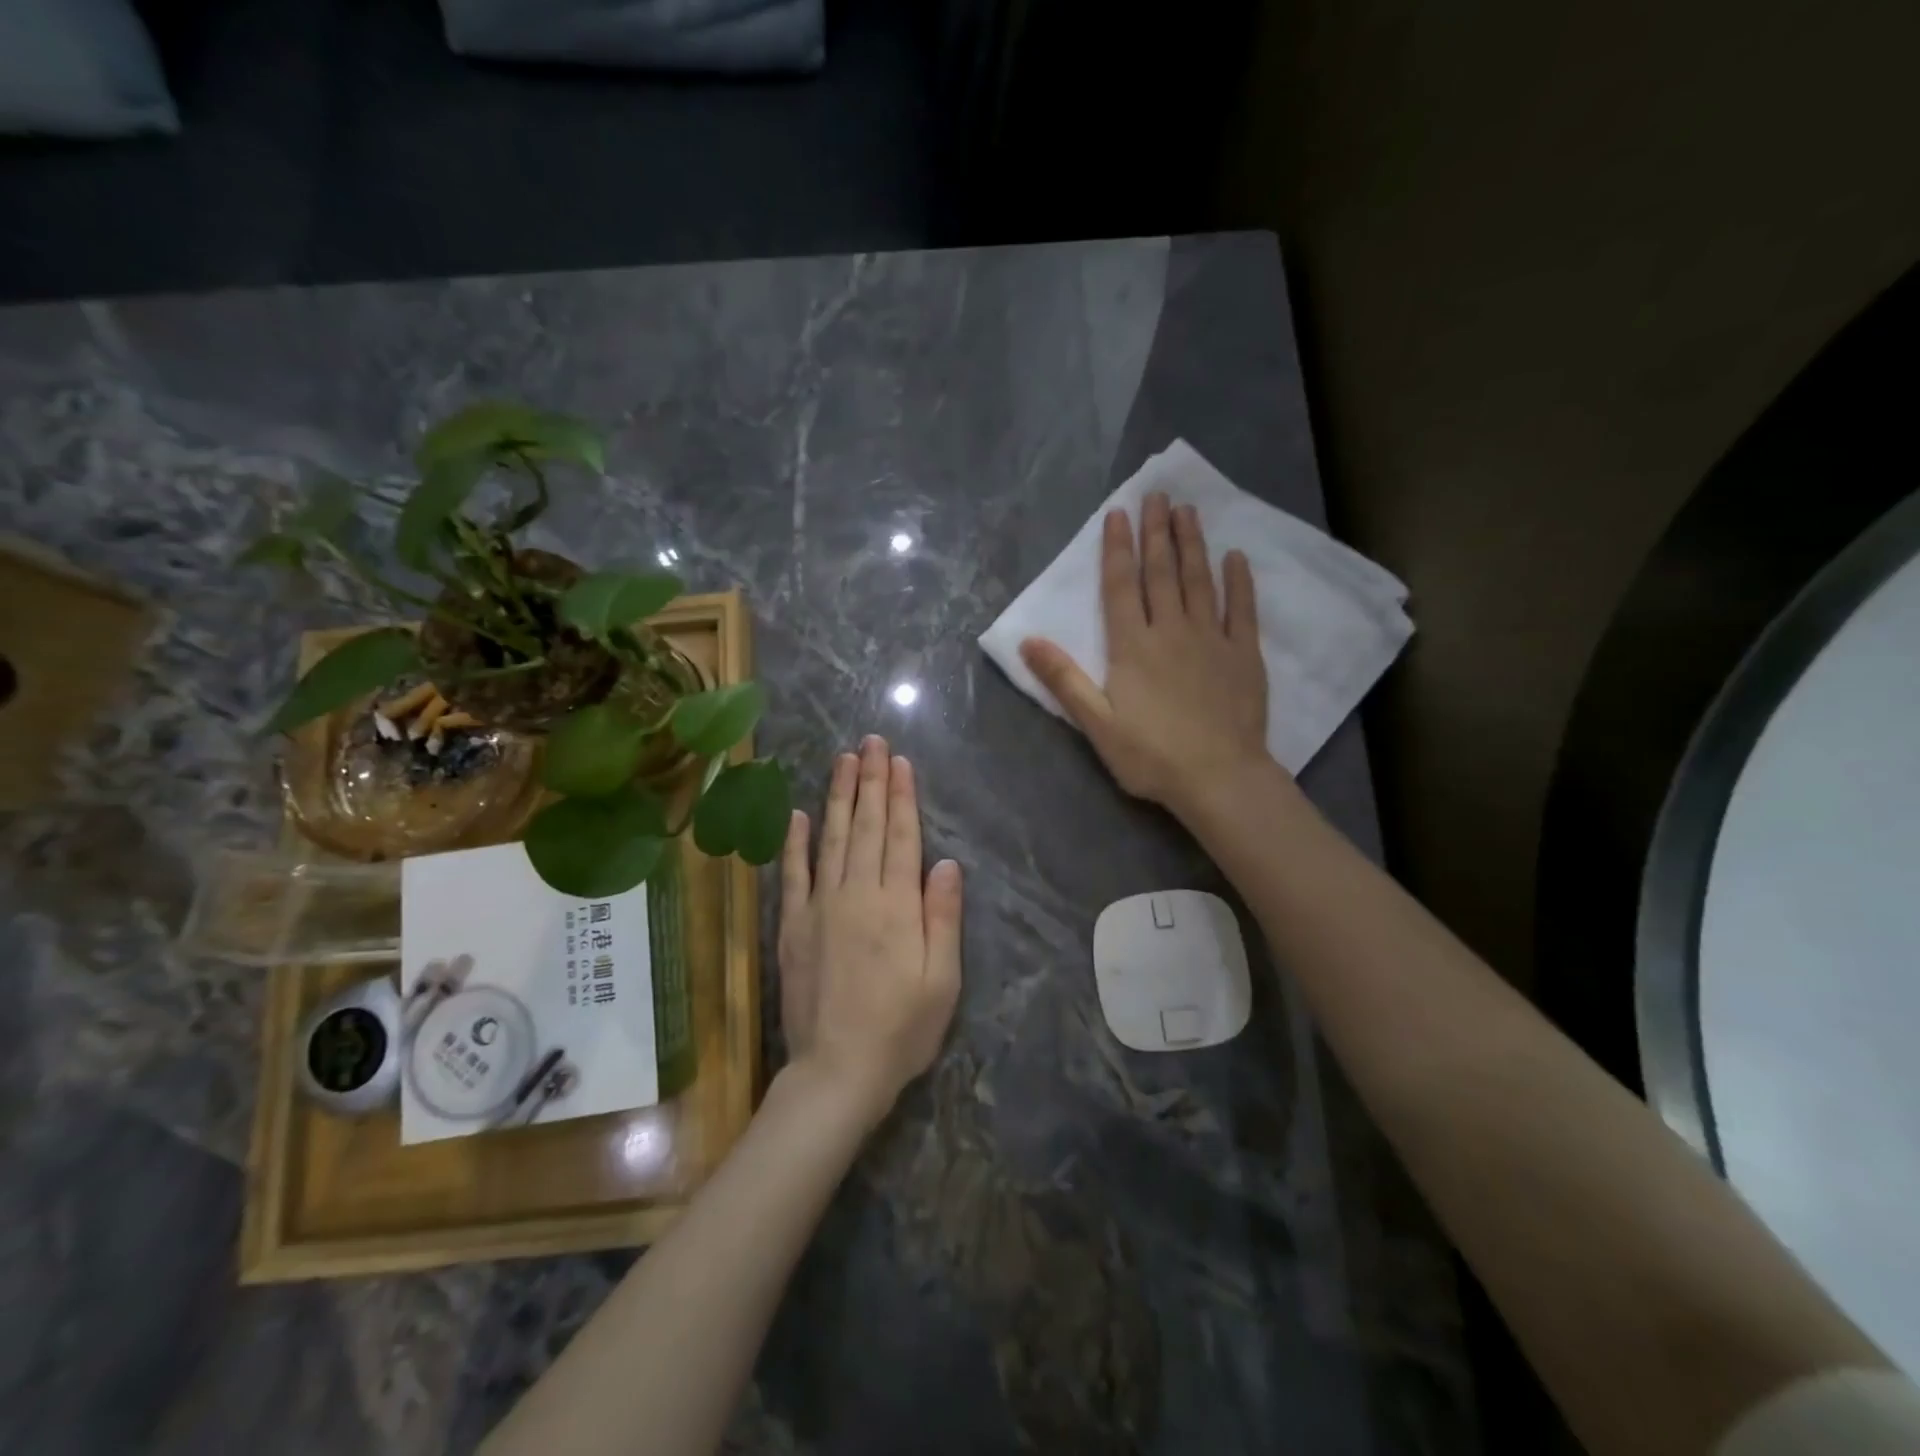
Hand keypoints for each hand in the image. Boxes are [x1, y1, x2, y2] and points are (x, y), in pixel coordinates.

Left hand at [777, 735, 963, 1124]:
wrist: (837, 1071)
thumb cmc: (901, 1029)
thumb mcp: (942, 981)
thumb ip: (942, 917)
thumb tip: (945, 863)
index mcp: (896, 906)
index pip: (900, 837)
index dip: (901, 797)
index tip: (899, 762)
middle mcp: (856, 895)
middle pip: (865, 827)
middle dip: (870, 781)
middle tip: (871, 742)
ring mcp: (819, 908)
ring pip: (830, 839)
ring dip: (838, 797)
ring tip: (843, 761)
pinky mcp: (793, 927)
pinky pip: (793, 876)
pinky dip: (795, 843)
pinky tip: (797, 815)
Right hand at [1020, 491, 1269, 820]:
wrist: (1219, 777)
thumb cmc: (1151, 755)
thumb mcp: (1096, 724)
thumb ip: (1063, 680)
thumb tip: (1027, 642)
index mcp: (1132, 646)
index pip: (1121, 586)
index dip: (1118, 548)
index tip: (1119, 513)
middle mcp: (1171, 630)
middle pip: (1161, 573)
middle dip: (1156, 532)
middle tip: (1157, 494)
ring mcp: (1212, 638)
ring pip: (1200, 581)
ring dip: (1192, 544)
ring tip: (1188, 511)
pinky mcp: (1244, 654)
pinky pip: (1242, 609)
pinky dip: (1239, 581)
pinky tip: (1236, 557)